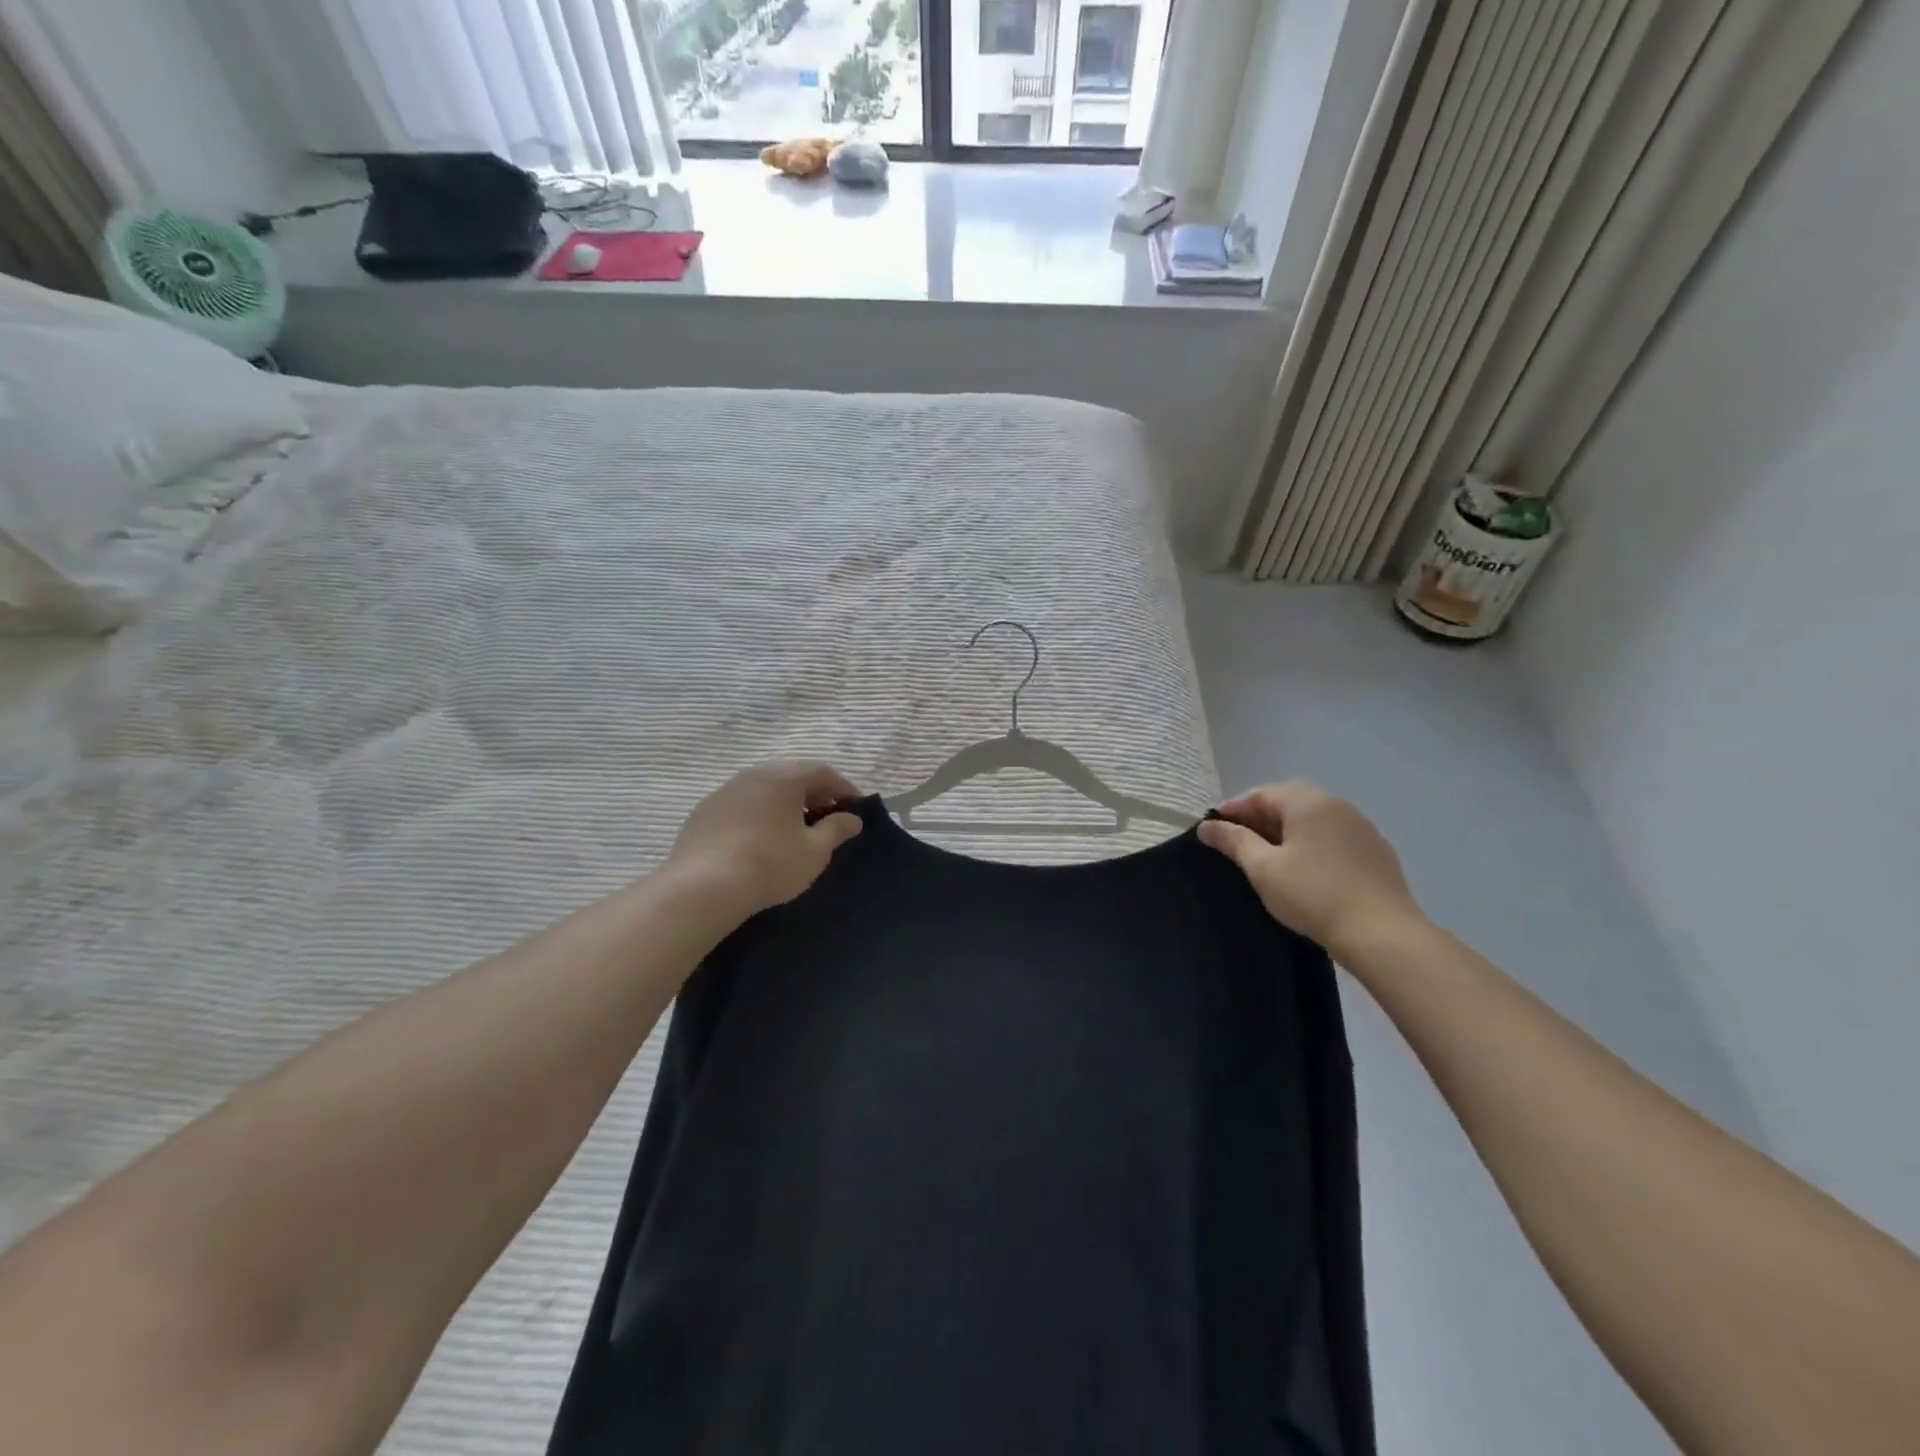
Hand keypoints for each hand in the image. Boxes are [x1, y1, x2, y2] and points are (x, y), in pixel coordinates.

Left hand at [666, 761, 864, 917]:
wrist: (702, 888)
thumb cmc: (769, 864)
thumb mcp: (814, 851)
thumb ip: (836, 830)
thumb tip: (852, 819)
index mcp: (783, 777)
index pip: (822, 771)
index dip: (843, 788)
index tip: (855, 808)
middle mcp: (753, 774)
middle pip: (792, 774)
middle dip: (814, 793)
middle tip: (828, 816)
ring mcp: (724, 791)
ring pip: (764, 788)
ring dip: (785, 802)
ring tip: (796, 828)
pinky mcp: (704, 812)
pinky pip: (742, 804)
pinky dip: (759, 813)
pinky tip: (761, 838)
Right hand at [1198, 782, 1423, 957]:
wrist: (1382, 933)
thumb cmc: (1313, 894)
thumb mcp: (1263, 868)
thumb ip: (1233, 841)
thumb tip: (1207, 826)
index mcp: (1307, 801)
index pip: (1260, 794)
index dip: (1232, 810)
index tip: (1212, 830)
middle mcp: (1336, 804)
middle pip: (1288, 802)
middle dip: (1259, 818)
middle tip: (1237, 842)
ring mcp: (1361, 826)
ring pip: (1312, 819)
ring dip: (1286, 830)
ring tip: (1268, 856)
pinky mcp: (1376, 851)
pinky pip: (1333, 836)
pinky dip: (1312, 843)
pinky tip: (1305, 869)